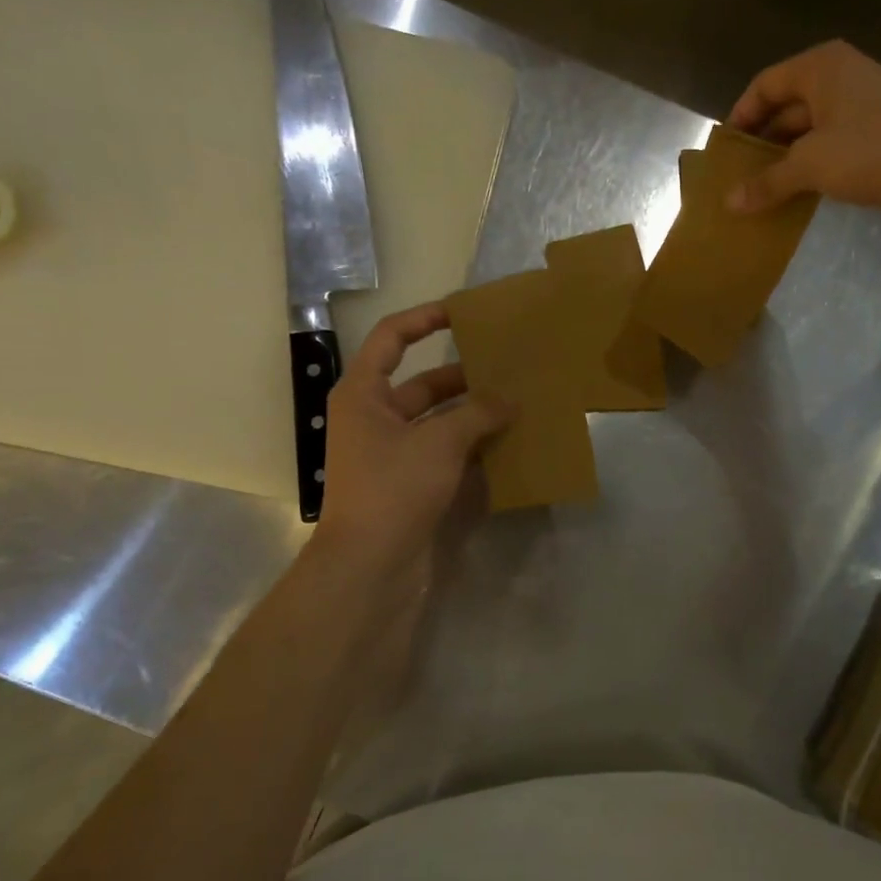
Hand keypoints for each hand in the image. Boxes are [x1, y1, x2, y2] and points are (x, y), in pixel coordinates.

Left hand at [313, 302, 512, 573]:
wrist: (370, 567)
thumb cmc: (394, 488)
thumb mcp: (439, 442)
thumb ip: (477, 414)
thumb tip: (509, 399)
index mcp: (363, 394)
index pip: (391, 338)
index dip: (424, 319)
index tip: (462, 313)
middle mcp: (373, 418)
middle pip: (422, 384)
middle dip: (464, 377)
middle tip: (509, 369)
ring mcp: (391, 454)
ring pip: (437, 421)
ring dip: (472, 415)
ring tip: (517, 405)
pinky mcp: (408, 484)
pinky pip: (443, 453)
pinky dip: (471, 447)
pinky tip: (507, 444)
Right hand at [724, 40, 880, 222]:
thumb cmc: (873, 149)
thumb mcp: (810, 165)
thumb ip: (768, 182)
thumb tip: (729, 203)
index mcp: (821, 68)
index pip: (765, 85)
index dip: (741, 116)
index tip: (725, 151)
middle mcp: (841, 79)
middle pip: (787, 107)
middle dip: (763, 143)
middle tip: (738, 178)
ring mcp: (863, 107)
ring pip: (810, 131)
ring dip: (787, 160)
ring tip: (762, 192)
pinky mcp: (880, 136)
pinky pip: (833, 148)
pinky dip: (812, 169)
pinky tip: (798, 196)